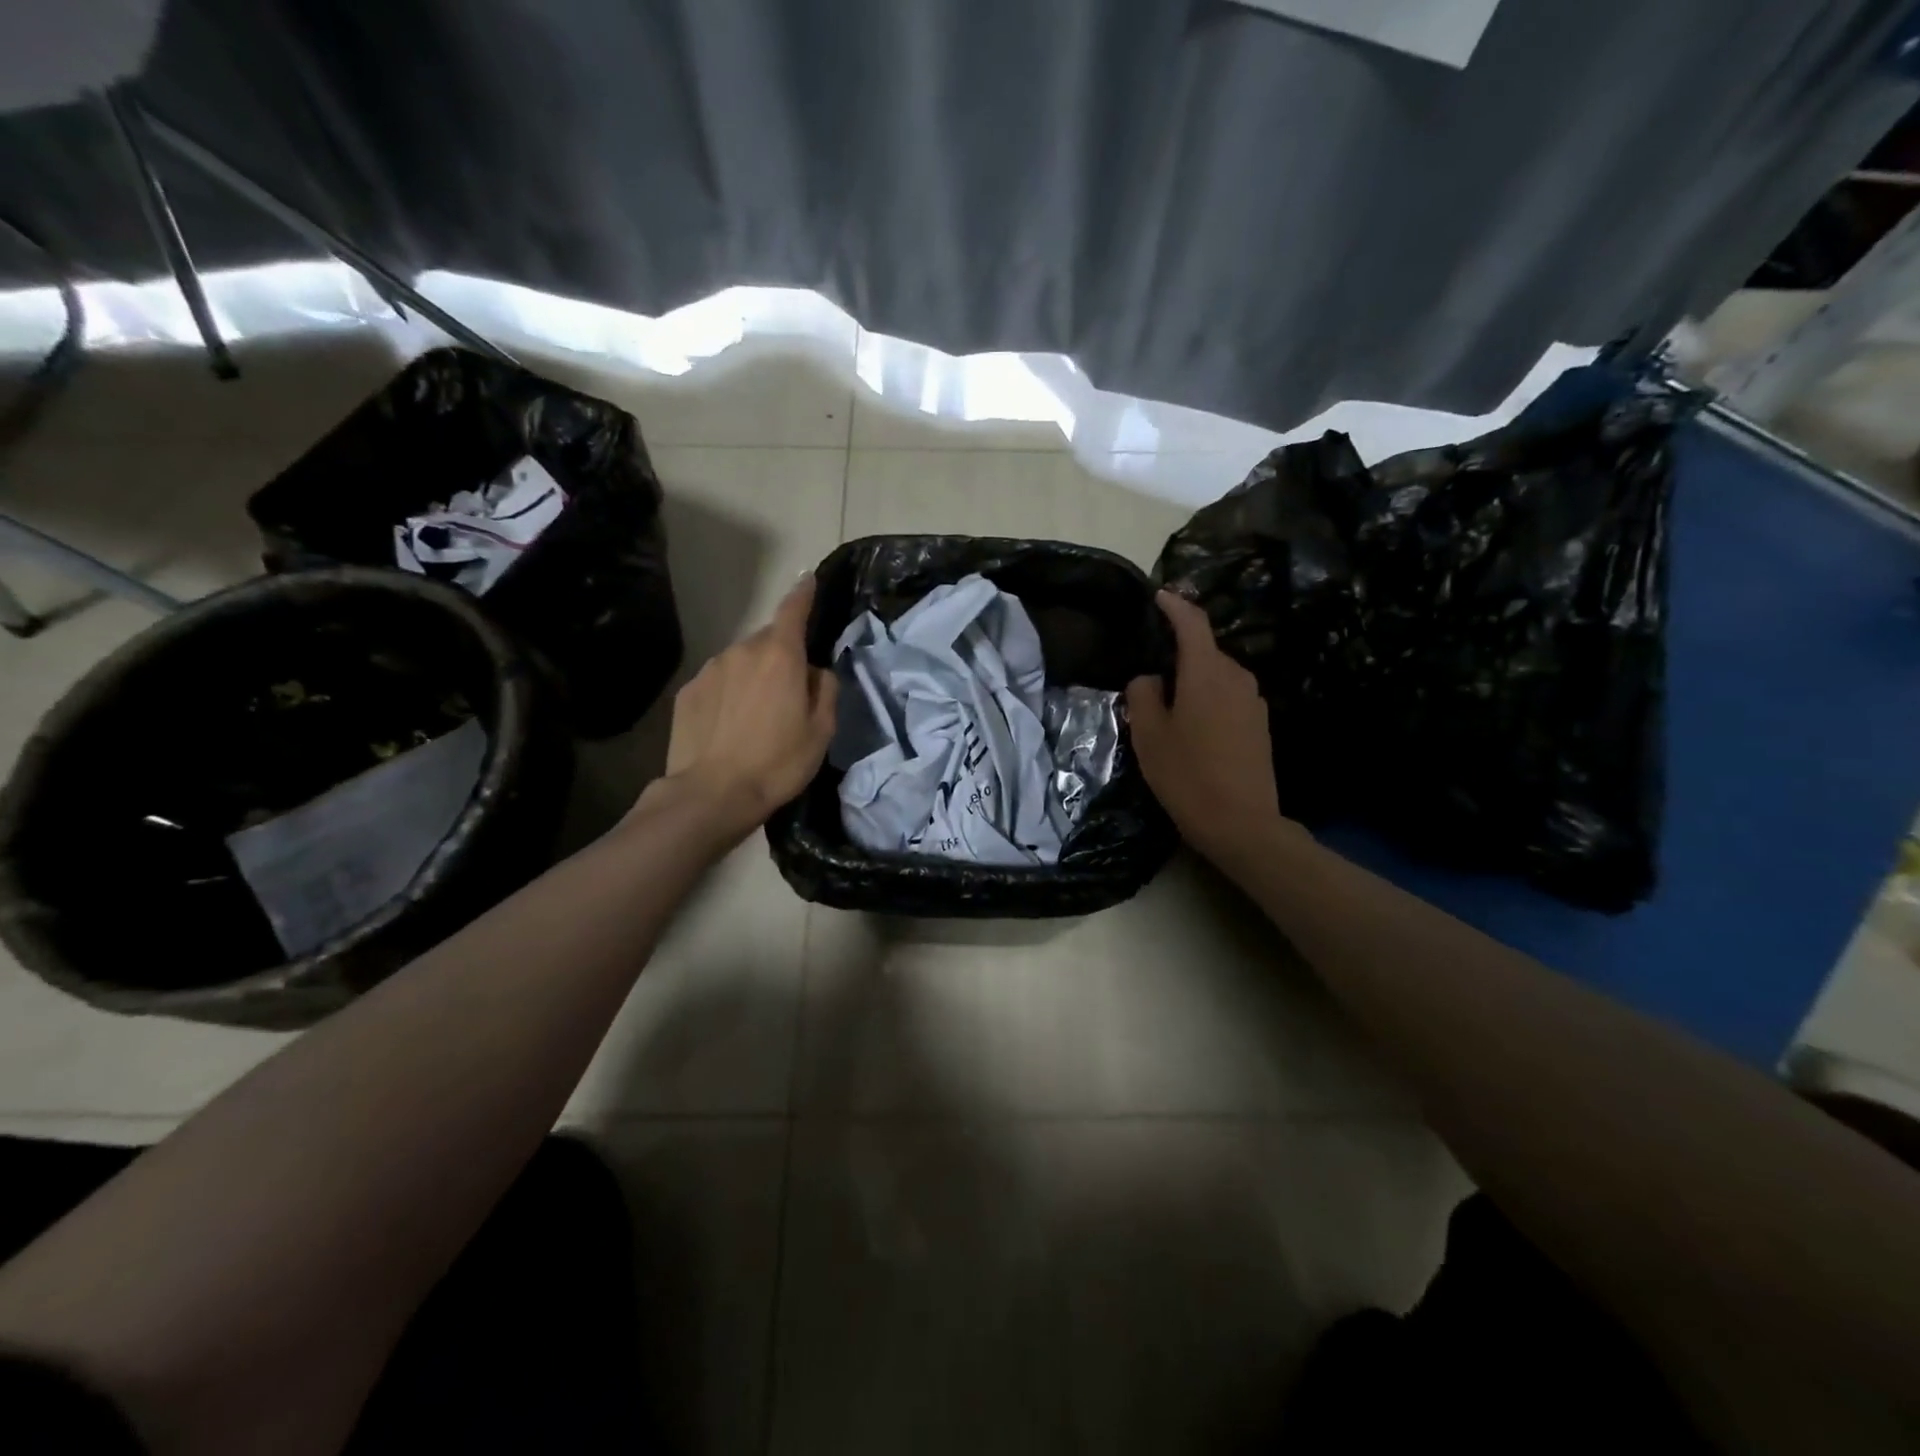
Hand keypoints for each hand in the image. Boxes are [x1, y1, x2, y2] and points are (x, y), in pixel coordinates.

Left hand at [641, 575, 837, 845]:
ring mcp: (710, 670)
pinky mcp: (687, 693)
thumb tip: (815, 671)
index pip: (793, 610)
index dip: (803, 593)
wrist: (712, 794)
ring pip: (740, 662)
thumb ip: (825, 689)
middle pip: (767, 640)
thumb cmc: (778, 762)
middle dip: (781, 655)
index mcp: (780, 656)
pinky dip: (729, 693)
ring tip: (758, 715)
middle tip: (790, 691)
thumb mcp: (821, 731)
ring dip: (753, 676)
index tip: (808, 579)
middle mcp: (742, 651)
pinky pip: (718, 682)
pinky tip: (730, 725)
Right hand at [1125, 590, 1296, 871]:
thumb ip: (1143, 694)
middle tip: (1148, 676)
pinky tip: (1192, 730)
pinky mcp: (1260, 724)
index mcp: (1207, 672)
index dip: (1173, 605)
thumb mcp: (1149, 734)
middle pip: (1204, 651)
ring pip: (1216, 677)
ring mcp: (1253, 701)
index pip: (1192, 622)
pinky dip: (1208, 701)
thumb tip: (1150, 679)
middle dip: (1178, 655)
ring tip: (1168, 709)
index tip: (1158, 596)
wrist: (1242, 823)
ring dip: (1193, 683)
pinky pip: (1228, 698)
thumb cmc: (1187, 774)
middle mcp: (1237, 677)